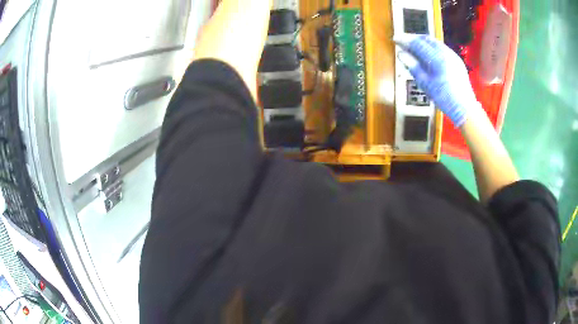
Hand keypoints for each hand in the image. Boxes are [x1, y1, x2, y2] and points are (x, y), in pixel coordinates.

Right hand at [394, 35, 477, 127]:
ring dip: (423, 42)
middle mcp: (446, 53)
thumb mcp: (425, 84)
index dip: (405, 40)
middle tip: (404, 42)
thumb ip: (413, 66)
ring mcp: (453, 55)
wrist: (465, 108)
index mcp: (437, 59)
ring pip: (435, 42)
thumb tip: (401, 54)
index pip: (417, 43)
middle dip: (414, 38)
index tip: (396, 39)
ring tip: (414, 48)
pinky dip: (432, 48)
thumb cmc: (444, 98)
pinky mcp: (457, 60)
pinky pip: (442, 48)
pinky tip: (428, 55)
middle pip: (426, 39)